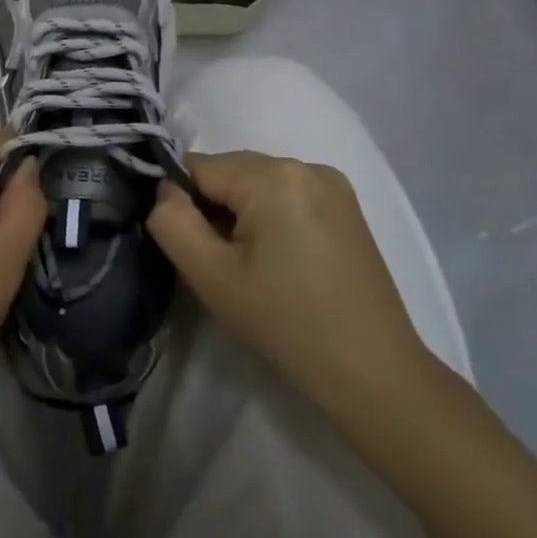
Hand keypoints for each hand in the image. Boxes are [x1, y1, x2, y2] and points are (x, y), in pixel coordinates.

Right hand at [148, 151, 434, 418]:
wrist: (373, 373)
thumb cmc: (285, 324)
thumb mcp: (210, 276)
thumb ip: (171, 221)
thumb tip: (163, 190)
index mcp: (273, 175)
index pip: (197, 167)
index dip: (185, 206)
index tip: (198, 251)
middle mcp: (305, 164)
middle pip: (229, 172)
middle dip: (215, 209)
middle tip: (225, 265)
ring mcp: (332, 183)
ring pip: (256, 183)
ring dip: (242, 214)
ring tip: (256, 267)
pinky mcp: (346, 205)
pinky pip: (286, 194)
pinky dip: (271, 217)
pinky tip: (283, 261)